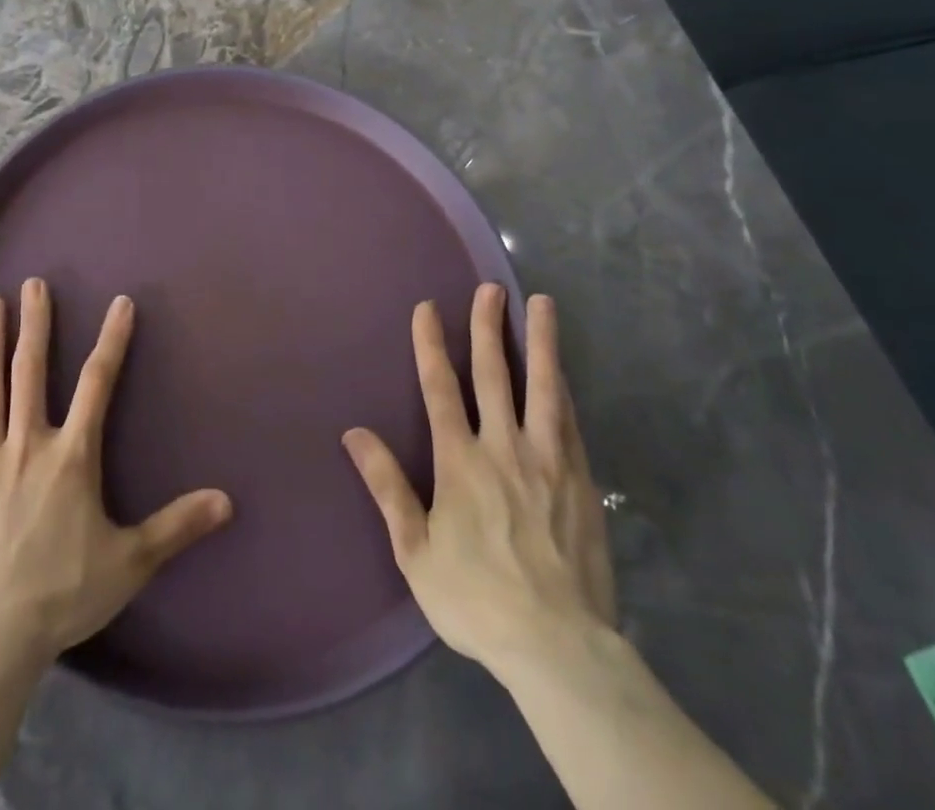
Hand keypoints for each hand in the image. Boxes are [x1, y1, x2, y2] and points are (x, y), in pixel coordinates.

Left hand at [0, 280, 234, 661]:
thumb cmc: (62, 595)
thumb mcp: (130, 562)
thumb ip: (177, 526)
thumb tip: (228, 501)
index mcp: (72, 457)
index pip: (98, 384)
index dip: (112, 340)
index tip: (119, 302)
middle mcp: (27, 444)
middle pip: (31, 372)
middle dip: (35, 324)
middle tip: (32, 283)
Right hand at [343, 287, 616, 677]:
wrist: (557, 645)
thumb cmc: (477, 599)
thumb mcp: (415, 551)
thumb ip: (388, 487)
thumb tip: (354, 434)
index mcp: (460, 462)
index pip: (440, 389)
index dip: (431, 345)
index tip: (429, 308)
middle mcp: (503, 448)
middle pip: (492, 374)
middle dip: (487, 327)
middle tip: (489, 289)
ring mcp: (547, 459)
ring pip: (541, 386)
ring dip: (538, 342)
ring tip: (541, 303)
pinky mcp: (579, 478)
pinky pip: (569, 419)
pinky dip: (562, 387)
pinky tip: (562, 370)